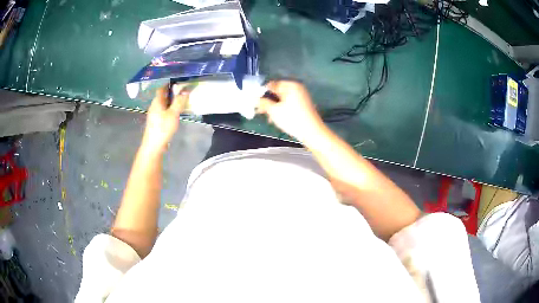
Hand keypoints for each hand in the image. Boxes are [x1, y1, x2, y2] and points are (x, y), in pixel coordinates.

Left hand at [141, 86, 187, 153]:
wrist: (153, 146)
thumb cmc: (162, 128)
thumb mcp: (173, 114)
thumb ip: (179, 101)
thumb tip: (186, 90)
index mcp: (157, 101)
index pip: (162, 88)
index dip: (170, 84)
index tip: (180, 82)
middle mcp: (154, 106)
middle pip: (163, 96)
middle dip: (172, 93)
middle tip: (184, 91)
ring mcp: (154, 114)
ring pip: (164, 104)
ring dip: (172, 102)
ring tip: (182, 102)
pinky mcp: (156, 122)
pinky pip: (164, 111)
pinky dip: (170, 109)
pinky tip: (176, 113)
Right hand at [257, 81, 325, 142]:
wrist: (312, 132)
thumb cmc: (292, 119)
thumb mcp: (274, 111)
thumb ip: (263, 103)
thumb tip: (255, 99)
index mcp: (291, 85)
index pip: (272, 84)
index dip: (262, 92)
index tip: (254, 101)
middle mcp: (297, 88)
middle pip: (277, 92)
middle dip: (268, 101)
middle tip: (259, 111)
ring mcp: (302, 97)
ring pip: (283, 99)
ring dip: (274, 107)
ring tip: (268, 117)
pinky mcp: (304, 106)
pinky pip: (289, 104)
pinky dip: (282, 109)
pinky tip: (277, 119)